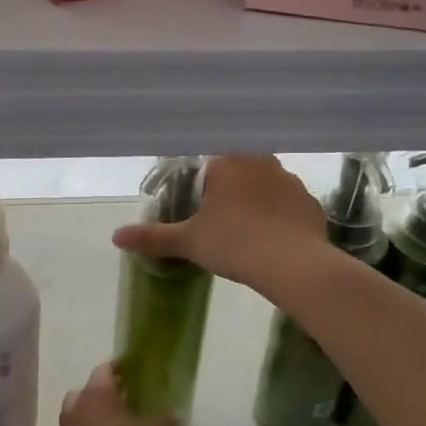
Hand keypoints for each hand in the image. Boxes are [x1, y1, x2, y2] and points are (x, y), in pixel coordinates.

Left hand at [56, 364, 178, 425]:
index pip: (105, 370)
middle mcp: (74, 412)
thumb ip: (167, 421)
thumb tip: (170, 418)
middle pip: (86, 394)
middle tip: (128, 410)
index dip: (123, 373)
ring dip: (94, 425)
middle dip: (104, 399)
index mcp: (95, 395)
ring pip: (79, 422)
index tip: (140, 383)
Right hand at [112, 154, 325, 293]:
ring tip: (250, 233)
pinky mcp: (310, 201)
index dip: (203, 187)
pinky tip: (276, 239)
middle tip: (222, 224)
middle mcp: (260, 161)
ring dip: (257, 200)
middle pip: (238, 170)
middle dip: (230, 191)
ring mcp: (290, 179)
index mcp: (227, 163)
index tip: (202, 211)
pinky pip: (289, 203)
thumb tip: (115, 236)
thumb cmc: (233, 244)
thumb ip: (152, 237)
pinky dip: (281, 216)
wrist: (292, 264)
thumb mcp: (188, 242)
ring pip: (266, 184)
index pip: (209, 164)